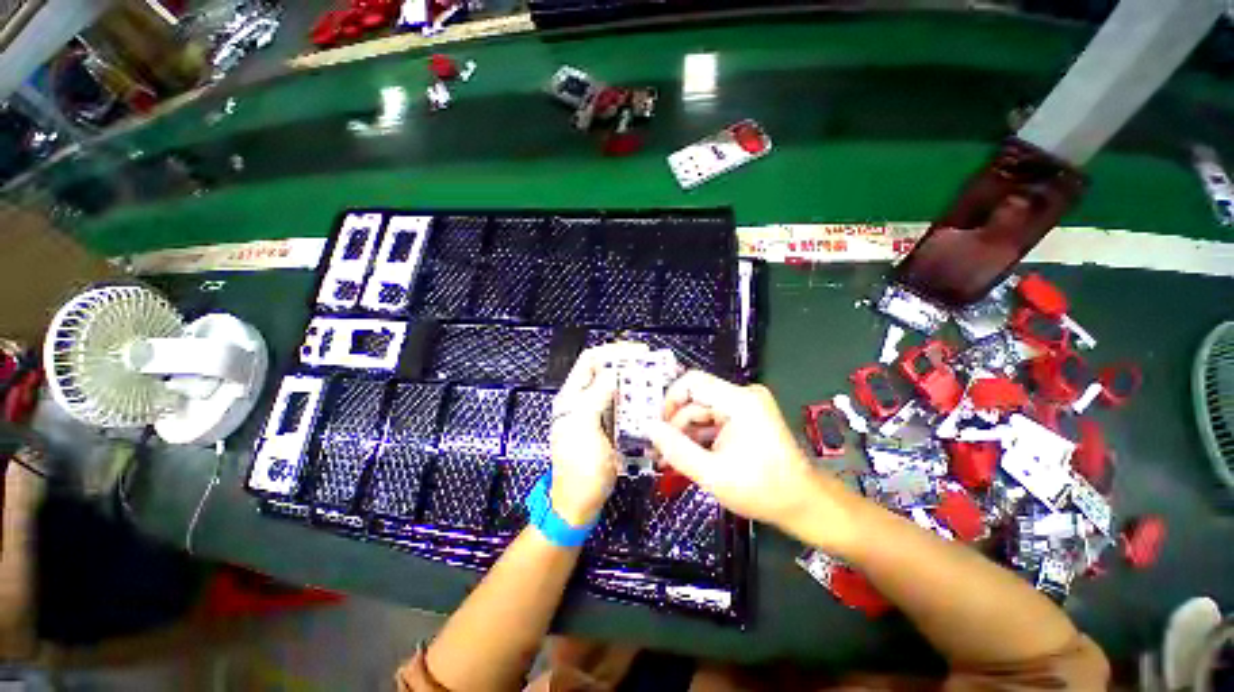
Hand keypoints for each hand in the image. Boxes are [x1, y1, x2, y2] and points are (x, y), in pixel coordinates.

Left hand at [548, 343, 647, 526]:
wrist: (580, 503)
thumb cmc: (579, 469)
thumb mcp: (584, 430)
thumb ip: (594, 398)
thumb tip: (611, 372)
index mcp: (572, 397)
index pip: (590, 360)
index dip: (613, 351)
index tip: (639, 352)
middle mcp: (583, 399)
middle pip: (605, 370)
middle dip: (628, 363)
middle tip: (652, 364)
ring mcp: (597, 412)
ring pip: (616, 386)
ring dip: (635, 379)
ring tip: (655, 378)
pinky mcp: (610, 425)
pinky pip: (624, 404)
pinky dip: (637, 397)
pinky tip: (650, 399)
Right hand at [646, 372, 858, 547]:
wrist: (803, 504)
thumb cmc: (762, 490)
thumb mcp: (712, 474)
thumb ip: (677, 450)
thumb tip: (649, 428)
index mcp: (740, 402)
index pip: (693, 382)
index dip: (669, 399)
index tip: (657, 426)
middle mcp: (743, 396)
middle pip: (696, 399)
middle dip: (676, 425)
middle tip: (660, 450)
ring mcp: (746, 406)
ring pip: (702, 411)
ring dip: (686, 434)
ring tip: (670, 459)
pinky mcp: (746, 418)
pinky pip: (713, 420)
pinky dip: (700, 437)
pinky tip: (688, 456)